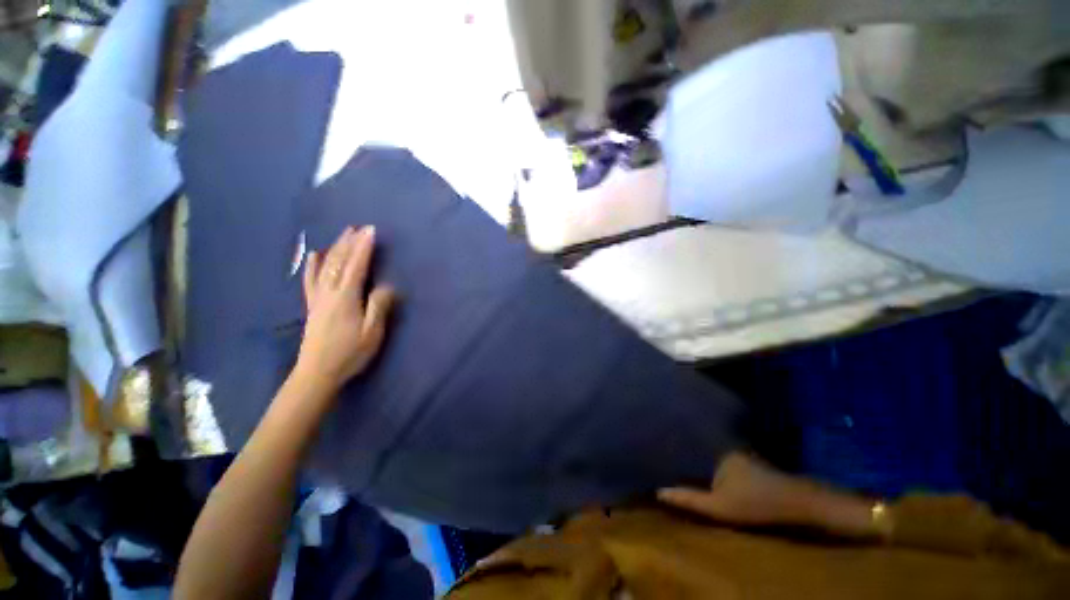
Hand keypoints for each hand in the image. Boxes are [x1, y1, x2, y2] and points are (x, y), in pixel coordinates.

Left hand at [294, 226, 396, 393]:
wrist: (317, 373)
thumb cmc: (350, 353)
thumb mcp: (372, 333)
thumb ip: (378, 307)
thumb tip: (387, 286)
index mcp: (346, 298)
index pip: (357, 267)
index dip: (364, 248)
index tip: (371, 231)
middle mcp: (329, 293)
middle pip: (340, 262)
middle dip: (350, 243)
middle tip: (359, 227)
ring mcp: (318, 298)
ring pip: (326, 267)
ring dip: (335, 248)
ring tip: (343, 234)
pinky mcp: (312, 306)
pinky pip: (310, 280)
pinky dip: (312, 266)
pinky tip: (314, 255)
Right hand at [658, 453, 886, 538]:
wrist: (801, 503)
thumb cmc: (757, 503)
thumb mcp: (720, 507)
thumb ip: (689, 499)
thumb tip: (658, 492)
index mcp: (718, 452)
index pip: (691, 446)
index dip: (675, 451)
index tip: (660, 452)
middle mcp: (728, 448)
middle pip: (703, 452)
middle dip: (689, 457)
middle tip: (671, 463)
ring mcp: (743, 455)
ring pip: (716, 458)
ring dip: (705, 464)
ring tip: (686, 468)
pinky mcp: (754, 465)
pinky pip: (729, 464)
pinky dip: (719, 469)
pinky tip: (715, 478)